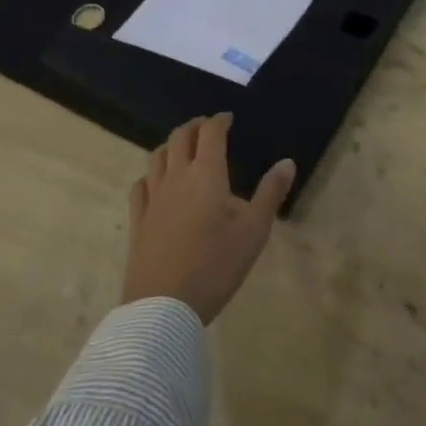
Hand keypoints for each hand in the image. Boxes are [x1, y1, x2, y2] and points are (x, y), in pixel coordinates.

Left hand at [122, 113, 294, 324]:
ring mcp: (153, 198)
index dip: (219, 120)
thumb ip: (270, 193)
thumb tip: (287, 162)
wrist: (163, 307)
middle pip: (180, 138)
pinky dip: (149, 174)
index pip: (210, 133)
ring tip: (181, 149)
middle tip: (206, 127)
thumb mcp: (254, 232)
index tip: (228, 118)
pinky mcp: (138, 221)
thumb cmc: (215, 266)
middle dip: (194, 126)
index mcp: (206, 174)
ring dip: (171, 145)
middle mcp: (176, 177)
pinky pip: (140, 186)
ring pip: (156, 157)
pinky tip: (153, 182)